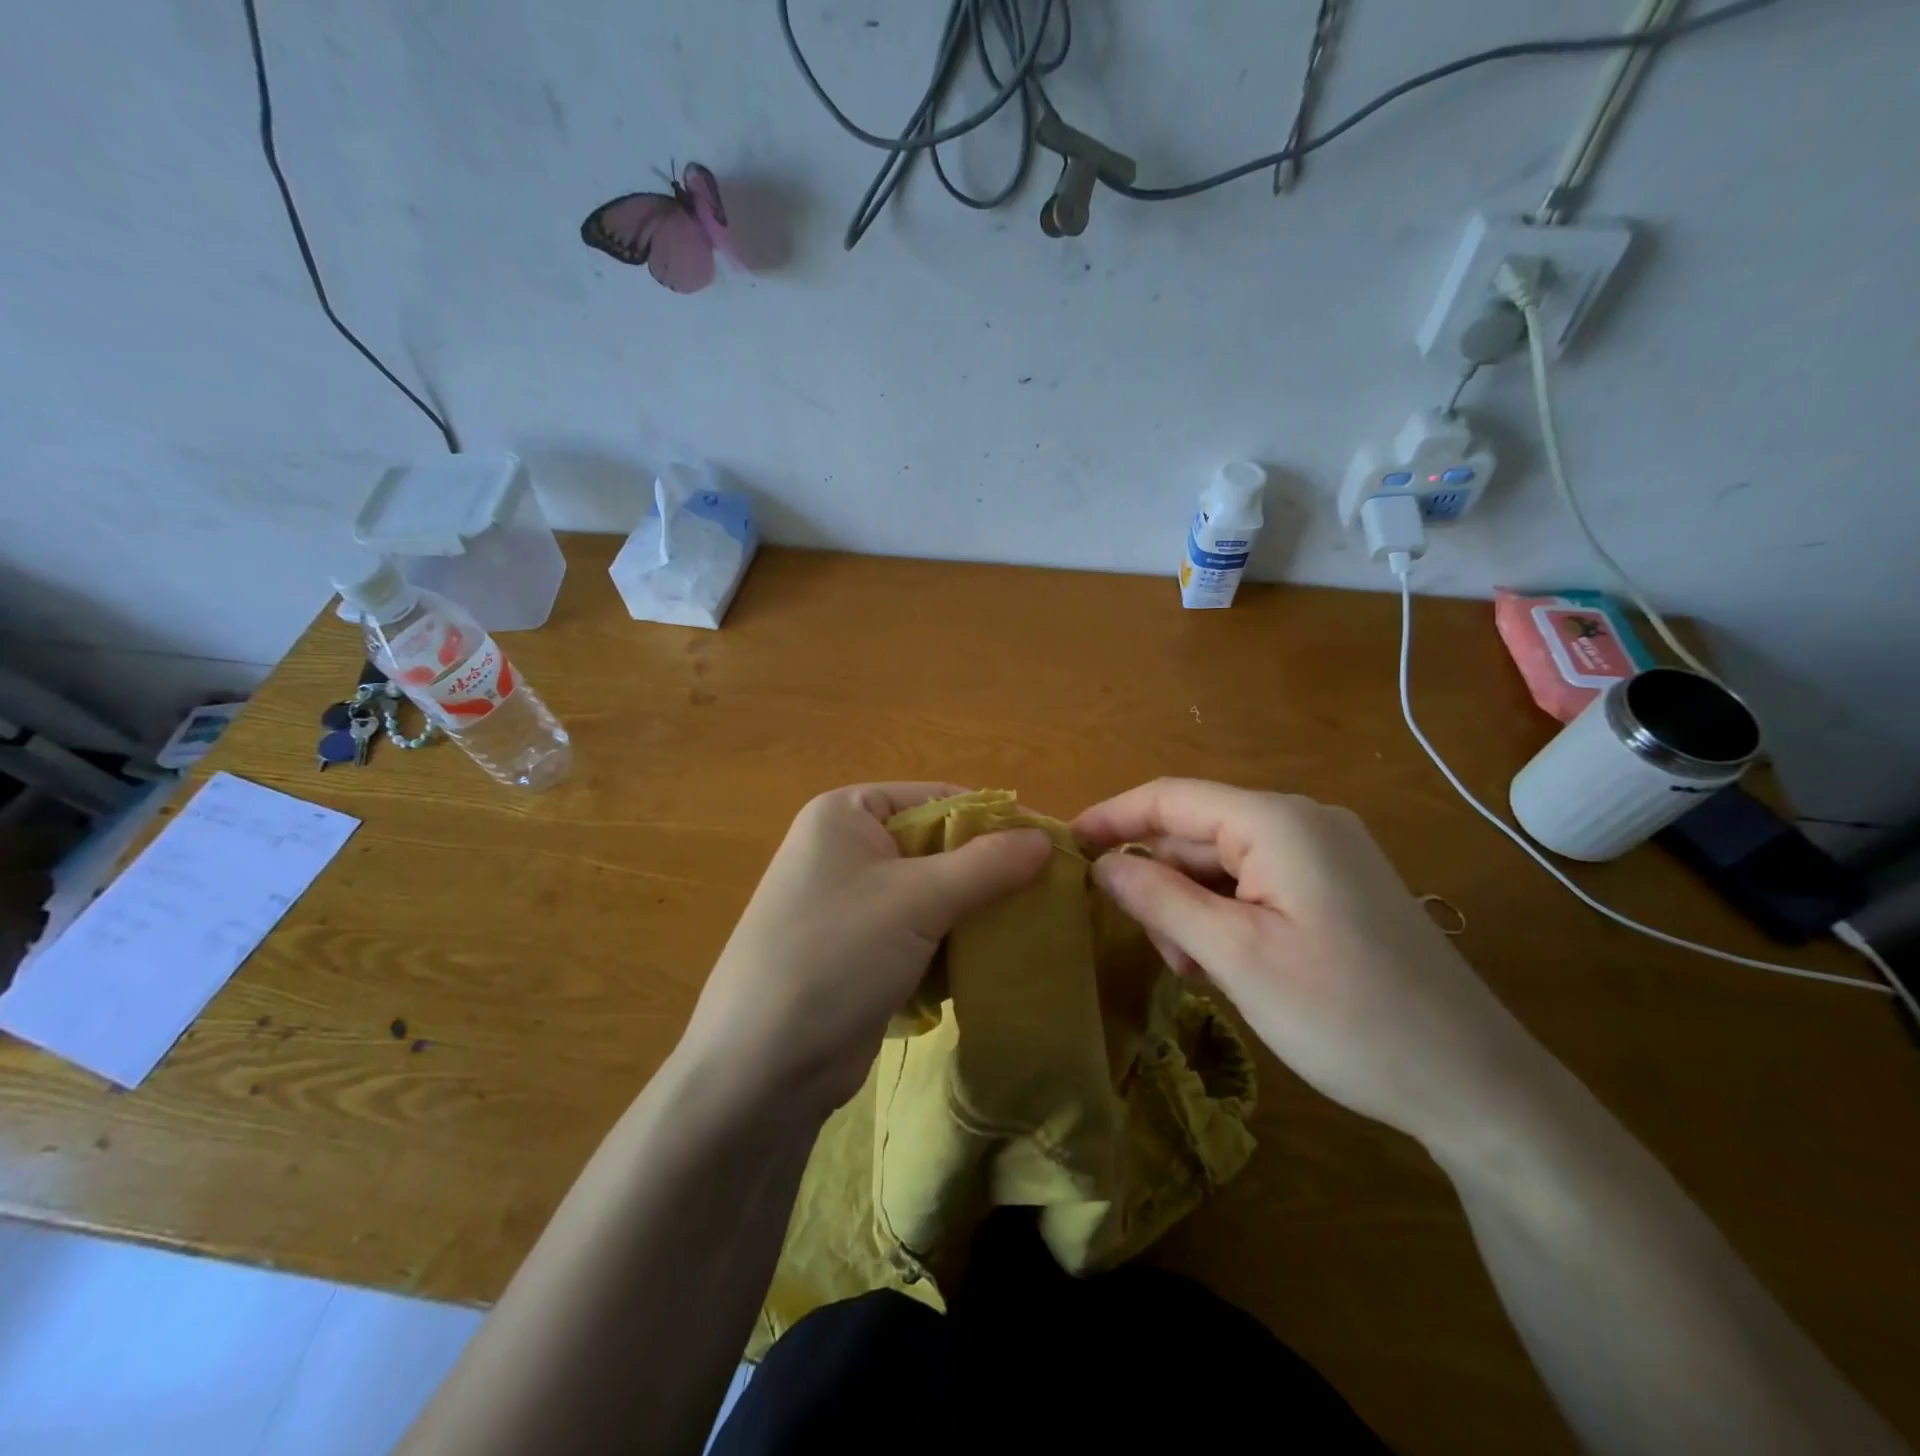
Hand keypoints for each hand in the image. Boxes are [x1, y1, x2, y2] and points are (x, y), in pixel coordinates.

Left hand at [680, 784, 1051, 1115]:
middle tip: (1047, 895)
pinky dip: (951, 946)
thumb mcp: (917, 900)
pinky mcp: (860, 951)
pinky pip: (920, 933)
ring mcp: (851, 903)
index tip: (1049, 848)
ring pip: (933, 894)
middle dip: (986, 874)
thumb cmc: (835, 955)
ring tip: (1028, 931)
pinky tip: (986, 966)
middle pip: (937, 846)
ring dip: (974, 915)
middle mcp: (846, 849)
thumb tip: (1046, 837)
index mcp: (846, 814)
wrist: (761, 1069)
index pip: (937, 798)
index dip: (993, 821)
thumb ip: (986, 864)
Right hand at [1074, 779, 1555, 1157]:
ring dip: (1194, 909)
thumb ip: (1161, 899)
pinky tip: (1230, 968)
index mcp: (1278, 822)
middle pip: (1198, 834)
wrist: (1476, 1086)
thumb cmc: (1346, 1015)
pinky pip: (1258, 886)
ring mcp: (1327, 856)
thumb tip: (1103, 863)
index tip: (1066, 845)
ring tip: (1198, 972)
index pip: (1172, 797)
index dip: (1113, 816)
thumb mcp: (1235, 957)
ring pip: (1225, 865)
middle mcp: (1303, 823)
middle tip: (1153, 948)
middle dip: (1162, 884)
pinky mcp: (1339, 890)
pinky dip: (1228, 919)